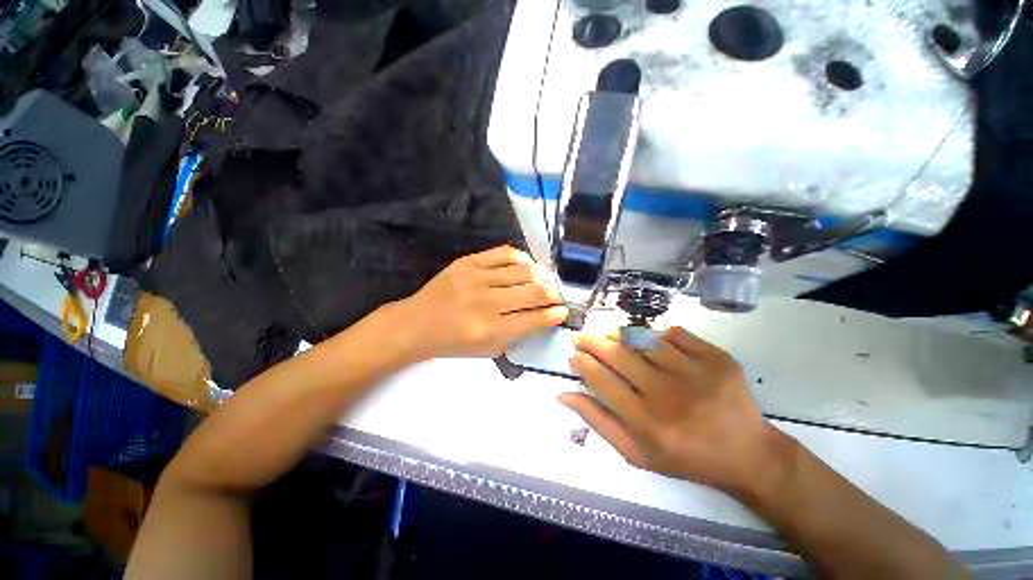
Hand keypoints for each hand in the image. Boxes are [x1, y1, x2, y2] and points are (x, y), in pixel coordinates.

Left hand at [393, 246, 568, 360]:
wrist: (416, 323)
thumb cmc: (452, 343)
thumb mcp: (487, 351)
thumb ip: (517, 336)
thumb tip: (542, 317)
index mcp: (490, 329)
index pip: (534, 318)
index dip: (555, 314)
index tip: (564, 311)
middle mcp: (486, 302)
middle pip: (534, 291)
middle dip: (554, 294)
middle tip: (558, 295)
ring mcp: (476, 278)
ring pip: (523, 270)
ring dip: (541, 276)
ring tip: (544, 280)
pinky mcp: (468, 262)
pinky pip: (504, 253)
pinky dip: (521, 258)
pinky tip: (526, 265)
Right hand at [561, 327, 791, 496]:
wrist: (747, 454)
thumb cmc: (685, 457)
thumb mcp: (636, 453)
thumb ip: (598, 422)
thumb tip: (563, 394)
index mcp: (647, 423)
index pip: (602, 381)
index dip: (583, 363)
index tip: (575, 355)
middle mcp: (669, 396)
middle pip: (619, 356)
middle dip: (592, 341)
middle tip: (581, 336)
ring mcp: (696, 374)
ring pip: (644, 339)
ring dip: (620, 334)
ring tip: (610, 335)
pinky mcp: (718, 359)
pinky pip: (676, 334)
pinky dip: (658, 334)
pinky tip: (652, 341)